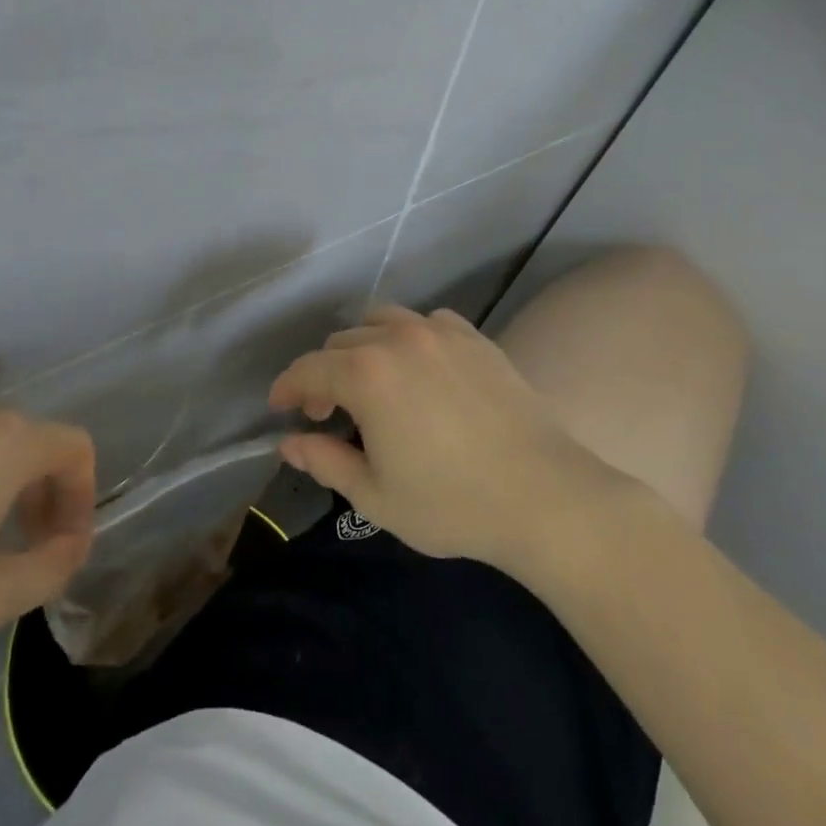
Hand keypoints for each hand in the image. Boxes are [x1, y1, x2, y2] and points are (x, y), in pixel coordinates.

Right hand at [269, 306, 615, 571]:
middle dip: (324, 373)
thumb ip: (325, 461)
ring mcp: (442, 333)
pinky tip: (420, 372)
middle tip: (328, 412)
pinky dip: (408, 339)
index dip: (288, 387)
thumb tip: (290, 443)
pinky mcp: (475, 338)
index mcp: (368, 375)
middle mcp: (400, 339)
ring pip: (383, 322)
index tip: (280, 408)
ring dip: (363, 348)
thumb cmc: (452, 503)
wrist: (544, 496)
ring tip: (371, 384)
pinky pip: (427, 323)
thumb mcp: (375, 495)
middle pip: (342, 342)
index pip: (309, 369)